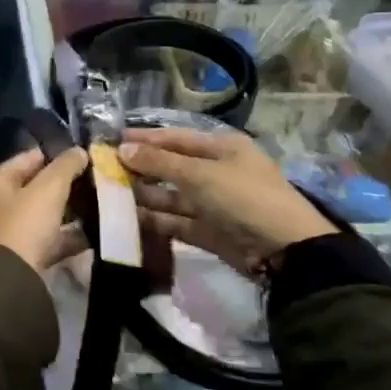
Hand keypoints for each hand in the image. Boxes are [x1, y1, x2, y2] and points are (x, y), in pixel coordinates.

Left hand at [0, 146, 90, 271]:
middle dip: (65, 187)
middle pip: (36, 187)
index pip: (30, 158)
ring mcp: (4, 232)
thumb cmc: (25, 225)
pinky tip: (92, 234)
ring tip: (98, 207)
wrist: (11, 282)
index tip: (86, 160)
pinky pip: (47, 240)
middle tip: (95, 184)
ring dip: (68, 212)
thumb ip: (66, 166)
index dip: (58, 157)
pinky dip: (66, 237)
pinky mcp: (18, 258)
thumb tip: (80, 151)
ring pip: (43, 214)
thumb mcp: (49, 189)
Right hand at [118, 127, 336, 279]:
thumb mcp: (200, 174)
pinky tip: (128, 219)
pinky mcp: (210, 232)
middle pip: (171, 167)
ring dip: (144, 196)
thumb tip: (122, 149)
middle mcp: (216, 171)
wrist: (286, 251)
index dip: (144, 139)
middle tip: (104, 171)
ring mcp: (213, 203)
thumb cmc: (243, 197)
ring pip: (171, 196)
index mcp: (221, 147)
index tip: (111, 141)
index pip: (175, 138)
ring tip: (109, 196)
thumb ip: (159, 163)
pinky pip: (177, 221)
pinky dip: (155, 220)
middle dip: (140, 169)